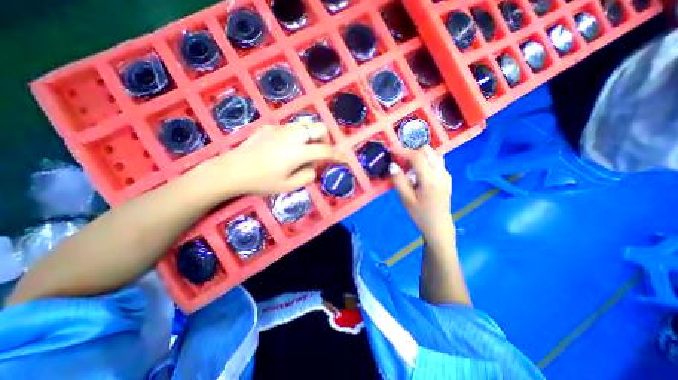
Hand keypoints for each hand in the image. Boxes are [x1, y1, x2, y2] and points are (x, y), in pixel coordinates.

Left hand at [199, 121, 341, 197]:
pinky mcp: (270, 127)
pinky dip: (296, 136)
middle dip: (325, 139)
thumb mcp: (288, 186)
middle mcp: (292, 136)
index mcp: (298, 152)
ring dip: (311, 136)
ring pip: (305, 125)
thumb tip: (313, 167)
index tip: (344, 158)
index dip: (337, 155)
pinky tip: (285, 148)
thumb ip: (307, 176)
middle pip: (318, 128)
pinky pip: (291, 128)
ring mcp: (280, 129)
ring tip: (303, 150)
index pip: (324, 151)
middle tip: (319, 152)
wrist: (232, 170)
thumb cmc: (261, 182)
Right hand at [387, 147, 454, 244]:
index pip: (417, 157)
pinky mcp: (446, 177)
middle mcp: (441, 173)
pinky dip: (426, 161)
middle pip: (428, 151)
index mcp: (430, 179)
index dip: (403, 151)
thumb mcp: (406, 199)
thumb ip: (399, 181)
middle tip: (400, 159)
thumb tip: (392, 165)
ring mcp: (446, 174)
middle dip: (412, 151)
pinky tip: (418, 172)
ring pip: (433, 155)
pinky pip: (436, 162)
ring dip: (420, 155)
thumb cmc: (420, 214)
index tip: (391, 150)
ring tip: (409, 165)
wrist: (439, 225)